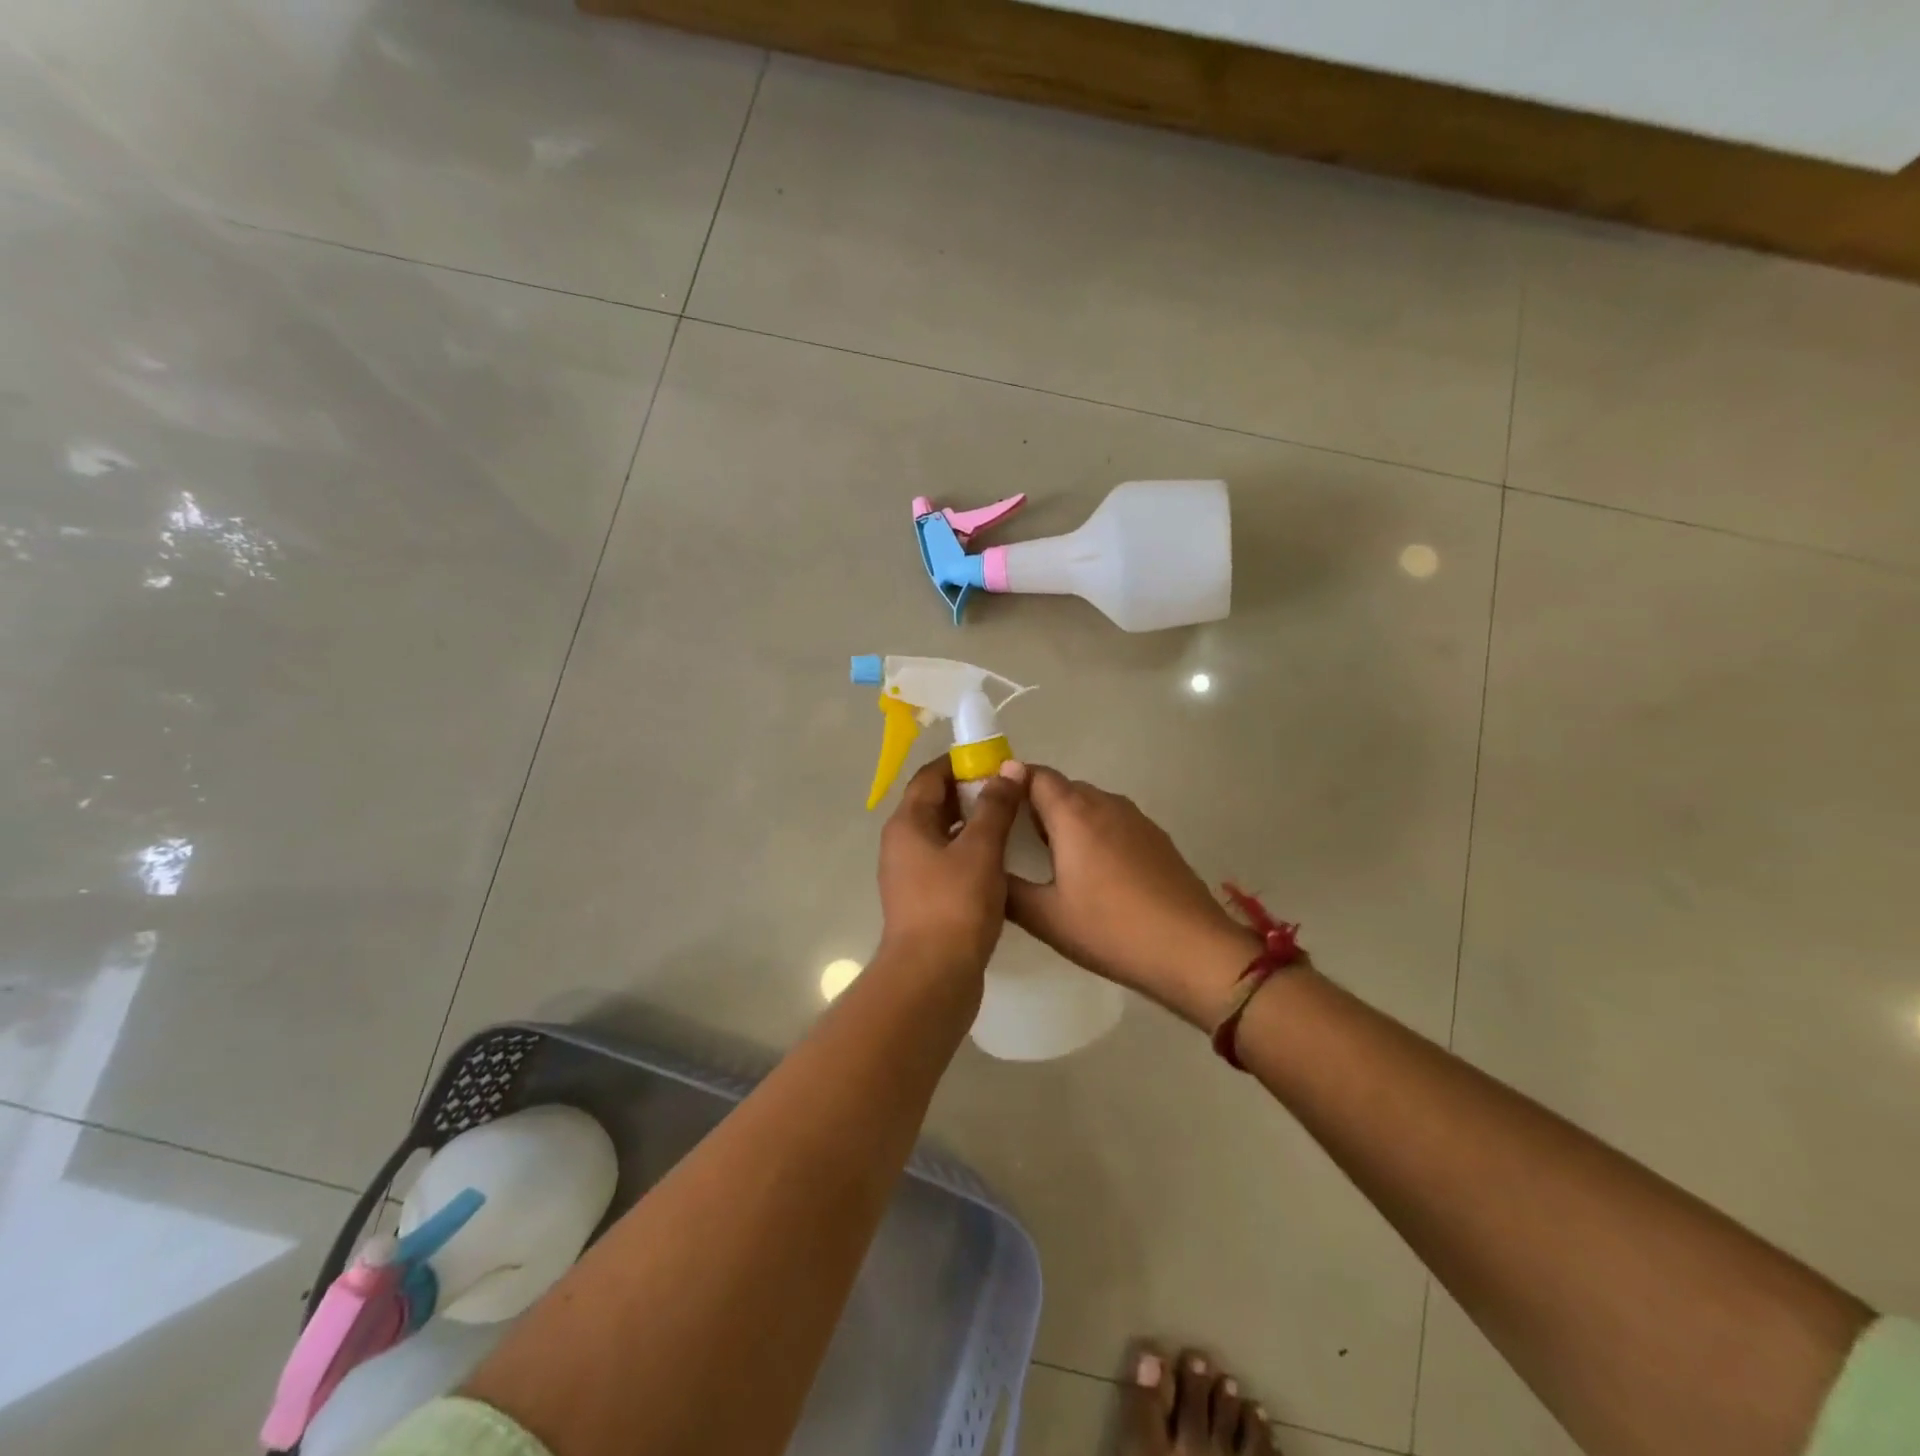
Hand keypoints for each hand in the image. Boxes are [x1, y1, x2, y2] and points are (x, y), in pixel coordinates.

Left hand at [876, 758, 1030, 979]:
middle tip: (1009, 790)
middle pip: (934, 804)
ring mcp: (910, 875)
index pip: (929, 777)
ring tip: (1010, 821)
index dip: (960, 763)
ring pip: (942, 835)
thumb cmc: (954, 904)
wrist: (931, 977)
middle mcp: (902, 845)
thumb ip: (995, 807)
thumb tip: (1007, 768)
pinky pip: (947, 862)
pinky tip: (1000, 861)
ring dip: (972, 824)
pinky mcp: (924, 901)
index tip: (995, 760)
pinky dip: (970, 853)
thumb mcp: (980, 849)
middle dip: (970, 793)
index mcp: (907, 824)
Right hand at [1008, 767, 1259, 1026]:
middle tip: (1012, 839)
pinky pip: (1113, 821)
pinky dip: (1093, 833)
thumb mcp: (1046, 917)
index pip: (1034, 775)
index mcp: (1073, 813)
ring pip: (1089, 804)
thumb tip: (984, 870)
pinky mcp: (1157, 838)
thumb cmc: (1111, 929)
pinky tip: (1092, 873)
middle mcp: (1105, 803)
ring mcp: (1136, 819)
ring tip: (1049, 859)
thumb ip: (1007, 889)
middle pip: (1061, 787)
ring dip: (1065, 820)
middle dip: (1034, 804)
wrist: (1193, 951)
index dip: (1009, 783)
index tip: (990, 806)